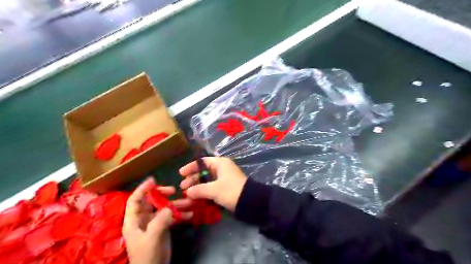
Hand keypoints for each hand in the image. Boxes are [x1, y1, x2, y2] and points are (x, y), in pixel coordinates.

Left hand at [123, 177, 191, 263]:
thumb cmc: (147, 255)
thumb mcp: (152, 237)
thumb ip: (160, 220)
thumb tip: (170, 207)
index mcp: (134, 220)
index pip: (135, 200)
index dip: (143, 189)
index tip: (154, 180)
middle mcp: (143, 219)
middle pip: (151, 201)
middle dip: (162, 194)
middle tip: (173, 190)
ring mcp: (154, 223)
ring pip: (164, 208)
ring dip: (176, 204)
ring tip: (188, 202)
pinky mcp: (163, 227)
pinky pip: (171, 216)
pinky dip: (180, 214)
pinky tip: (190, 214)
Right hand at [178, 158, 247, 211]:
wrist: (250, 201)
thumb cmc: (231, 191)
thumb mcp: (214, 189)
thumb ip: (199, 189)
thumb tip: (187, 192)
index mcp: (220, 163)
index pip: (202, 162)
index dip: (191, 167)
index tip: (181, 174)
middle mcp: (222, 169)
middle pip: (203, 171)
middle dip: (193, 179)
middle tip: (183, 188)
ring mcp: (224, 179)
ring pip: (207, 181)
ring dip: (197, 187)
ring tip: (188, 195)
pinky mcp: (225, 188)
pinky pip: (211, 188)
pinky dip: (204, 192)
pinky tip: (196, 199)